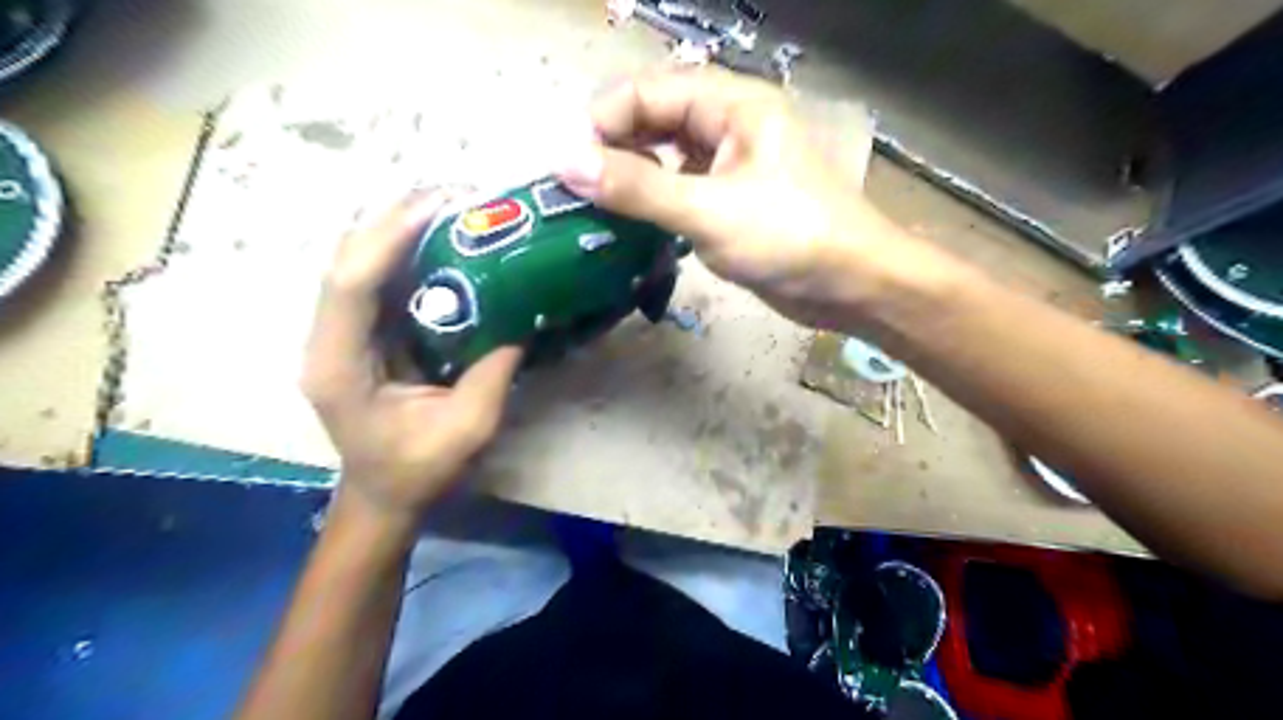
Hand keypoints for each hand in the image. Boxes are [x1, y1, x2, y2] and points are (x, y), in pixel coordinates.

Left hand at [305, 191, 522, 535]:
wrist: (384, 494)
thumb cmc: (418, 469)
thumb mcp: (468, 427)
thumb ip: (494, 371)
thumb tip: (522, 317)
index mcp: (338, 365)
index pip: (349, 283)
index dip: (390, 237)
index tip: (441, 206)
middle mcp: (327, 339)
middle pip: (347, 258)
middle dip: (398, 217)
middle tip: (458, 195)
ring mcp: (340, 332)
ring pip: (360, 260)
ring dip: (403, 227)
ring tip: (456, 207)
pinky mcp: (361, 332)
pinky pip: (379, 279)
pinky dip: (409, 251)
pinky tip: (446, 240)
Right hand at [553, 65, 939, 329]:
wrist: (850, 284)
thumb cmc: (790, 237)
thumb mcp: (709, 210)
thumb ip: (638, 188)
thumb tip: (564, 162)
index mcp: (732, 105)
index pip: (649, 92)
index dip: (605, 121)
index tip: (570, 166)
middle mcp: (728, 126)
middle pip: (654, 121)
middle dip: (613, 150)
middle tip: (578, 192)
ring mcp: (728, 165)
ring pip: (664, 158)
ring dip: (631, 179)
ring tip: (596, 210)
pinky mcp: (728, 202)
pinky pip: (678, 190)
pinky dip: (652, 205)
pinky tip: (631, 226)